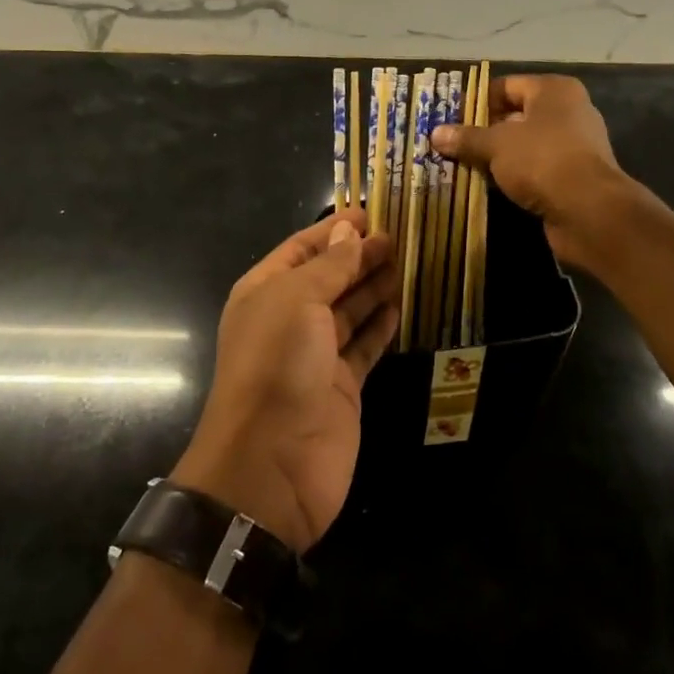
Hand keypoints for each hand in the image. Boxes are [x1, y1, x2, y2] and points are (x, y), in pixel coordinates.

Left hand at [174, 211, 398, 553]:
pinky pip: (365, 346)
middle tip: (400, 235)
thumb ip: (329, 265)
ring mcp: (316, 355)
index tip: (372, 211)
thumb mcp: (297, 300)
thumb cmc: (277, 364)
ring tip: (408, 262)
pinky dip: (382, 326)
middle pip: (329, 277)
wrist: (271, 462)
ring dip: (375, 286)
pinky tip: (402, 305)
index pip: (301, 248)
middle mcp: (289, 319)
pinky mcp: (343, 385)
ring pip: (351, 310)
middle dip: (360, 255)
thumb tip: (350, 230)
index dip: (334, 229)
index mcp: (266, 291)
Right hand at [431, 74, 633, 268]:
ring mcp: (574, 145)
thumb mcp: (496, 145)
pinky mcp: (574, 176)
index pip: (506, 86)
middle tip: (452, 144)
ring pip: (525, 145)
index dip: (477, 101)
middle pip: (516, 115)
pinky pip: (535, 168)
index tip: (449, 119)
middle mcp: (568, 111)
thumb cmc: (542, 160)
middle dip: (484, 130)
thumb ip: (467, 138)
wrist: (590, 210)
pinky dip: (514, 175)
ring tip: (464, 165)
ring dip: (498, 156)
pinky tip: (490, 186)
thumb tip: (435, 133)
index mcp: (554, 91)